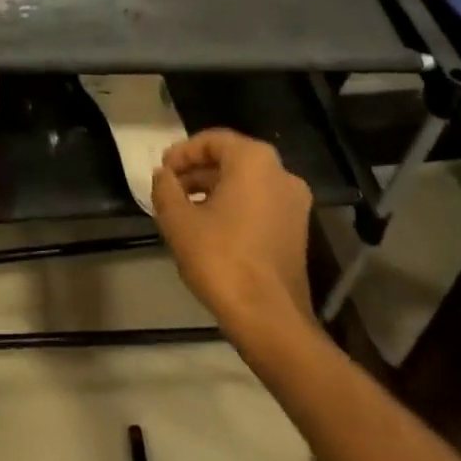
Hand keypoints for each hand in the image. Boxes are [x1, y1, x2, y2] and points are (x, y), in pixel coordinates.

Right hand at [153, 129, 315, 342]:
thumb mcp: (178, 221)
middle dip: (197, 172)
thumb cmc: (222, 259)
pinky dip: (234, 207)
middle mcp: (280, 173)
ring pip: (246, 183)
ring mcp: (294, 203)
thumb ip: (165, 189)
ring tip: (185, 210)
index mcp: (254, 161)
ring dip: (214, 190)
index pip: (212, 140)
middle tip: (170, 189)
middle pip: (231, 160)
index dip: (182, 153)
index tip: (163, 171)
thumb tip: (163, 175)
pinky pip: (260, 204)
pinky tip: (211, 229)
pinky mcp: (298, 231)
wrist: (270, 320)